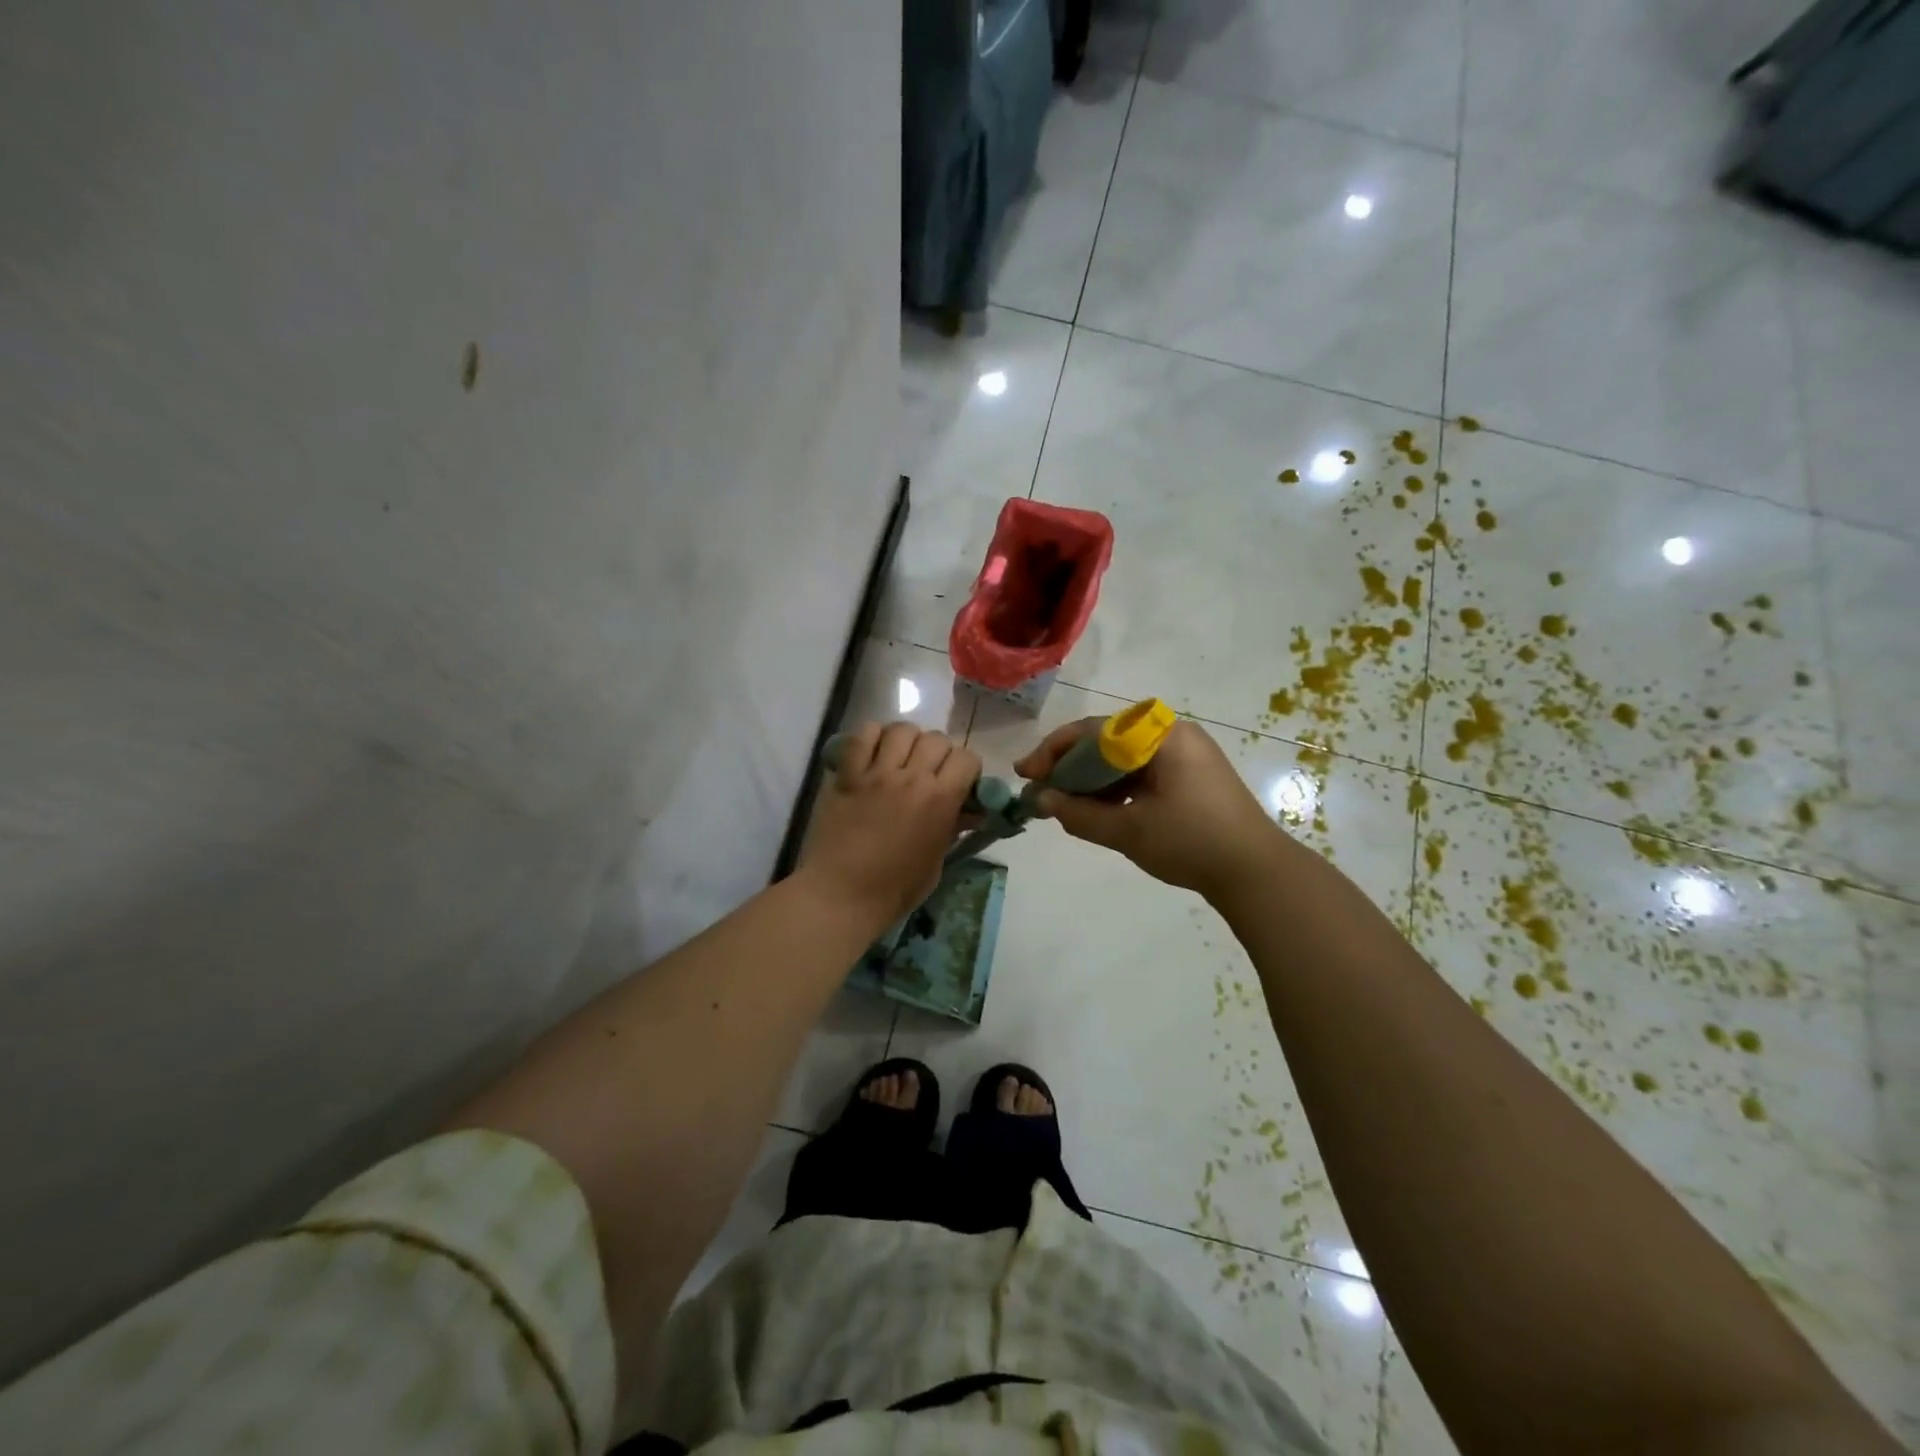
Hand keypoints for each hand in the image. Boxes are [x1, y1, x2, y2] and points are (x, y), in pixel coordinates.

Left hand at [799, 722, 980, 926]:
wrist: (841, 895)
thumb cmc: (895, 889)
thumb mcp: (936, 861)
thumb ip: (952, 827)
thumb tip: (968, 810)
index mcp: (941, 800)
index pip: (966, 758)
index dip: (967, 768)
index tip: (960, 782)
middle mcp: (912, 778)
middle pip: (937, 739)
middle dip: (940, 753)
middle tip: (930, 771)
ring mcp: (877, 773)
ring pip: (902, 730)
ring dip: (908, 740)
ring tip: (902, 758)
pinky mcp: (848, 774)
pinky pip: (863, 736)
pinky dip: (873, 736)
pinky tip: (874, 752)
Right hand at [1015, 717, 1280, 899]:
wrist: (1256, 872)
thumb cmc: (1190, 843)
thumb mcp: (1127, 830)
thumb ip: (1078, 813)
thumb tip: (1039, 800)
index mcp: (1159, 735)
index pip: (1092, 731)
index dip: (1053, 752)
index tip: (1025, 775)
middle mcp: (1172, 733)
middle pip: (1107, 741)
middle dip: (1070, 766)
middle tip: (1040, 791)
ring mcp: (1185, 753)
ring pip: (1123, 757)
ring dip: (1091, 779)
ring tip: (1064, 804)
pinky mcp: (1192, 774)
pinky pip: (1142, 770)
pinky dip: (1115, 787)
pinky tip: (1098, 808)